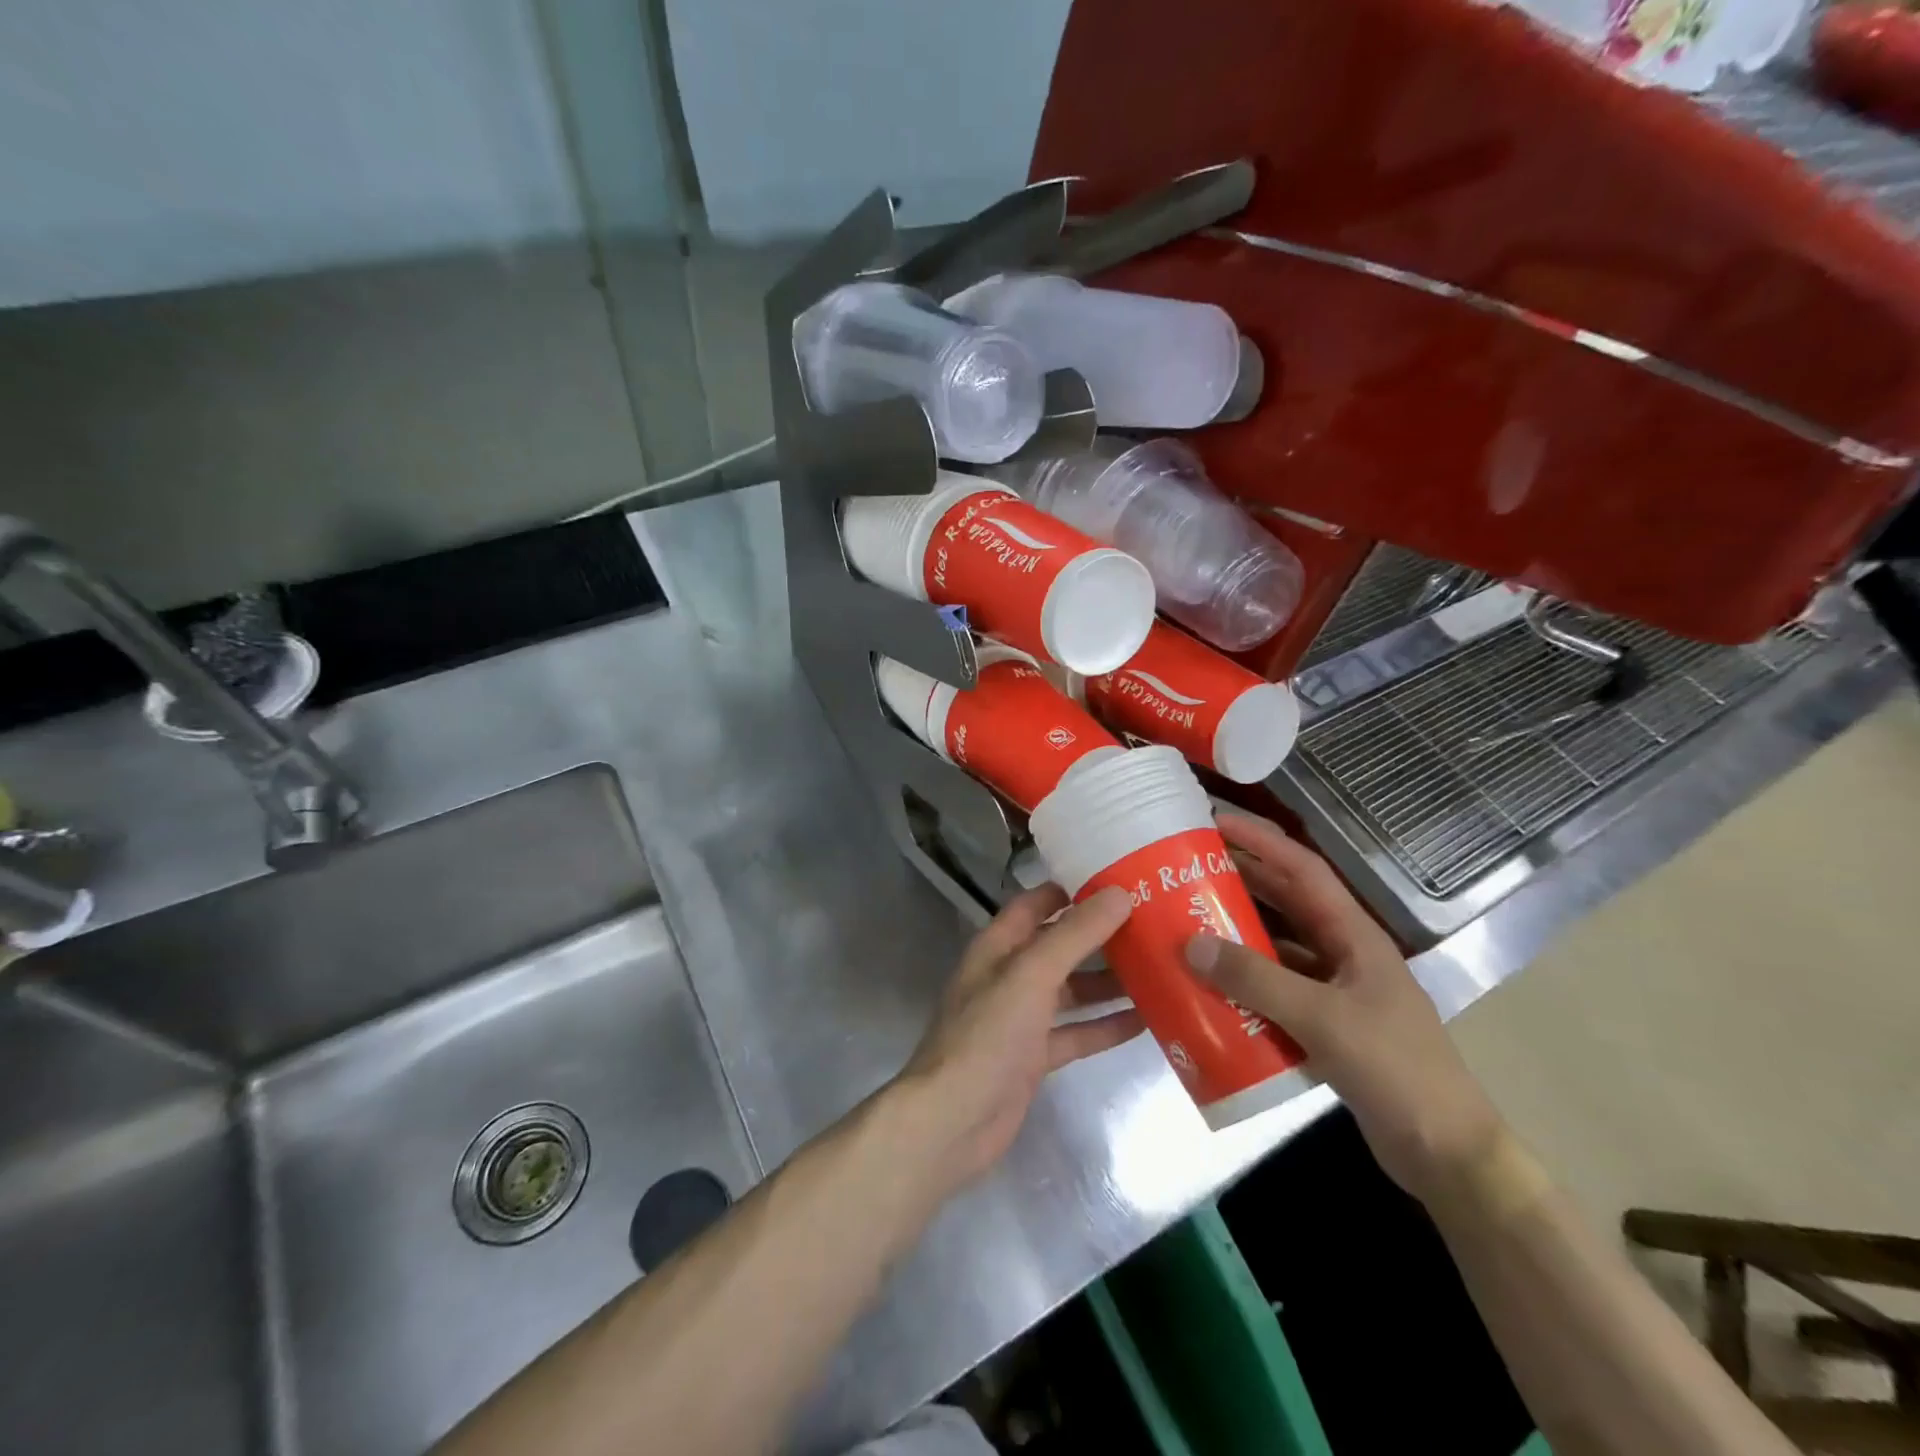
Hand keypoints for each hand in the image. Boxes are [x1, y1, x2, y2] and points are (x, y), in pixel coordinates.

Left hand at [895, 884, 1141, 1195]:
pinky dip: (1106, 1026)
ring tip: (1160, 968)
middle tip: (1156, 924)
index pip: (1038, 903)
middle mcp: (1011, 975)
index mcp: (1000, 945)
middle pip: (1061, 945)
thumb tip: (1119, 893)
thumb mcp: (1032, 974)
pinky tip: (1147, 1021)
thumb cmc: (988, 1035)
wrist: (954, 1120)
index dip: (1074, 890)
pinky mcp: (1036, 1056)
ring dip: (1110, 982)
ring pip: (1073, 990)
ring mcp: (1023, 1017)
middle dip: (1102, 936)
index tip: (1122, 880)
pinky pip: (1078, 1032)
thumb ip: (1075, 935)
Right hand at [1185, 812, 1504, 1203]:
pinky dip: (1243, 982)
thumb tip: (1191, 944)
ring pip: (1277, 946)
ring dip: (1237, 933)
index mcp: (1354, 935)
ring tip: (1186, 921)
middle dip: (1240, 881)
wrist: (1446, 1154)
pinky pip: (1274, 988)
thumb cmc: (1396, 1070)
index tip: (1215, 823)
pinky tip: (1208, 987)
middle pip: (1285, 902)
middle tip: (1187, 870)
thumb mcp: (1323, 1019)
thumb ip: (1256, 980)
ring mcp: (1334, 990)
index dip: (1261, 841)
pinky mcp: (1324, 1024)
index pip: (1303, 870)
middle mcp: (1343, 953)